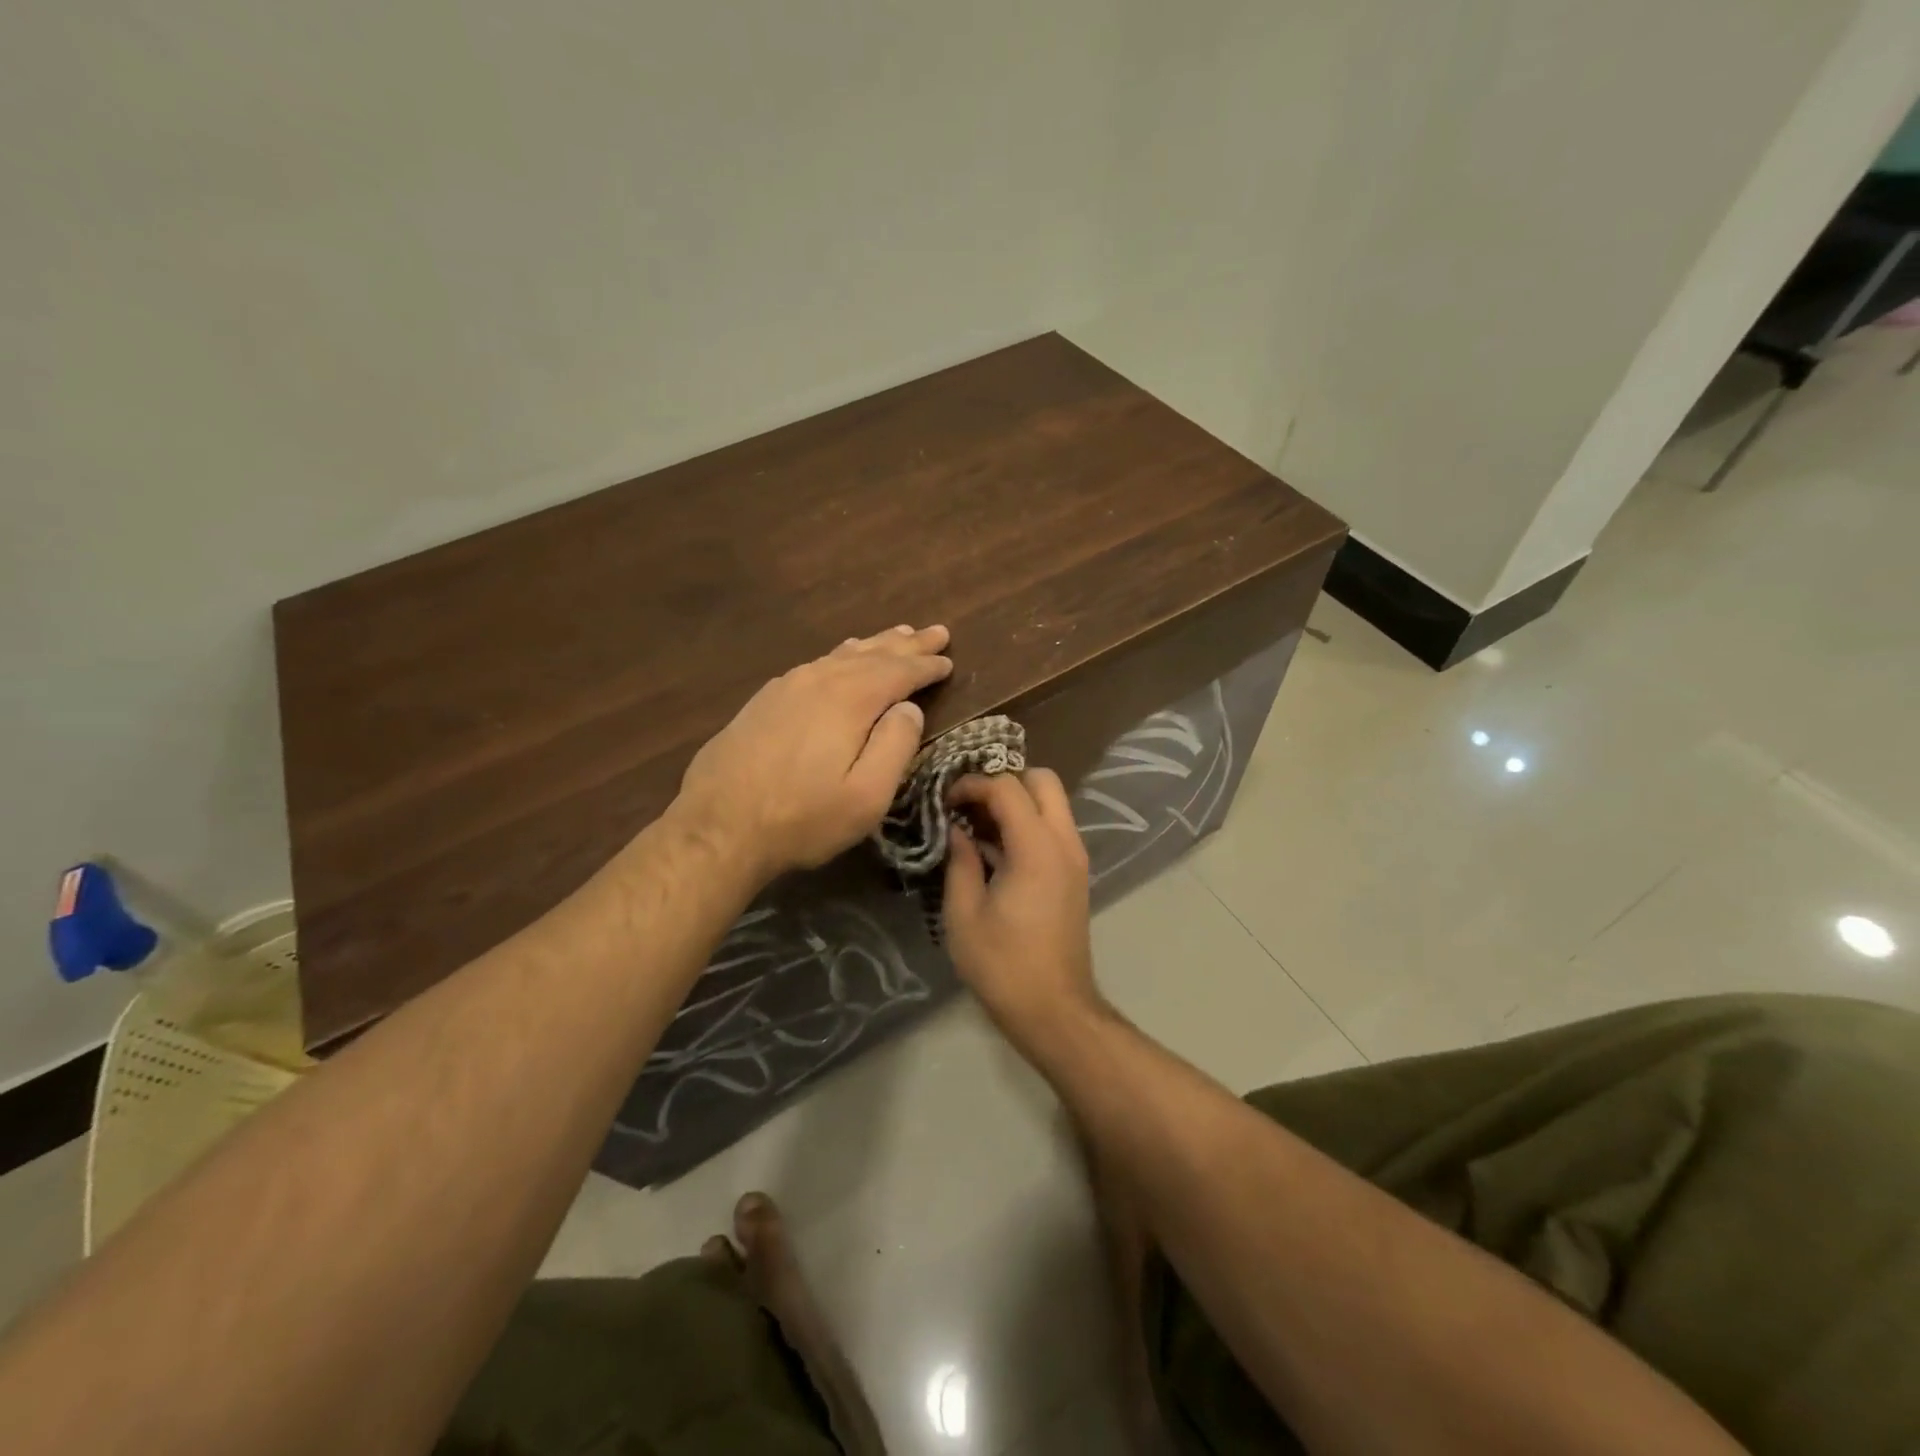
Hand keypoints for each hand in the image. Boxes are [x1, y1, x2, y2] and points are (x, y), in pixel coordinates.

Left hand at [673, 625, 952, 881]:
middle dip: (908, 644)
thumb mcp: (867, 796)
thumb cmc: (802, 818)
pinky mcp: (765, 700)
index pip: (899, 672)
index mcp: (850, 700)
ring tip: (897, 635)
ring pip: (841, 655)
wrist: (718, 827)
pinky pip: (816, 664)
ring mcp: (787, 686)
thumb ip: (896, 747)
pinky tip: (842, 656)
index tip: (949, 660)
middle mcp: (819, 680)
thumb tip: (909, 709)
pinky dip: (841, 656)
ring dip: (875, 645)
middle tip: (936, 632)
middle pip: (873, 654)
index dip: (927, 666)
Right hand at [943, 769, 1099, 1045]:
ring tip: (976, 825)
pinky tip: (995, 849)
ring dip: (1017, 802)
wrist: (1054, 1009)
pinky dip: (1027, 823)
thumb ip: (960, 861)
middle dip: (1004, 781)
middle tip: (969, 804)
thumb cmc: (1003, 965)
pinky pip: (1053, 828)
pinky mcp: (1075, 874)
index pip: (1007, 788)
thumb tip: (956, 830)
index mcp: (1037, 847)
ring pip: (1052, 802)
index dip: (973, 785)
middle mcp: (1064, 842)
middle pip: (1043, 780)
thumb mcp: (964, 913)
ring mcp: (1075, 857)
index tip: (945, 800)